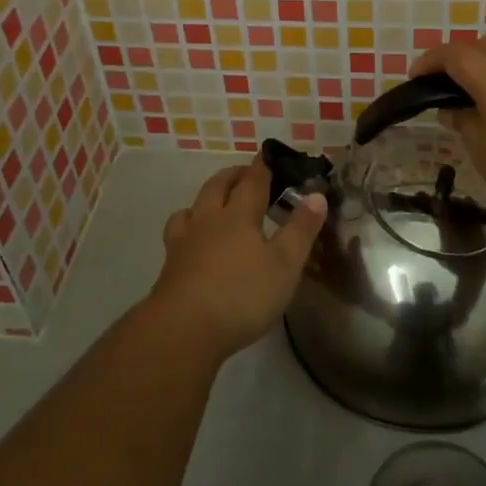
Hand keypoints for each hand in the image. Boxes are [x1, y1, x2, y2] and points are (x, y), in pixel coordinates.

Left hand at [148, 160, 327, 359]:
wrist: (183, 329)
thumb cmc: (242, 295)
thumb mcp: (284, 265)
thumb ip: (301, 229)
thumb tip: (316, 195)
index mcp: (238, 215)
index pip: (252, 182)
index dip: (261, 167)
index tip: (267, 155)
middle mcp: (209, 220)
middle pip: (218, 186)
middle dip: (233, 176)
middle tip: (245, 174)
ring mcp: (184, 242)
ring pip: (192, 207)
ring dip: (206, 198)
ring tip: (214, 202)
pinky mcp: (169, 265)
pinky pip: (177, 232)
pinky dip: (187, 226)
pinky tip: (192, 240)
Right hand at [410, 37, 485, 237]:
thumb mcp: (481, 149)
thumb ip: (462, 120)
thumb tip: (451, 108)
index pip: (452, 54)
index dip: (429, 62)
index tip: (414, 78)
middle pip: (480, 45)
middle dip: (456, 58)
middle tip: (441, 85)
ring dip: (483, 61)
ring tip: (470, 91)